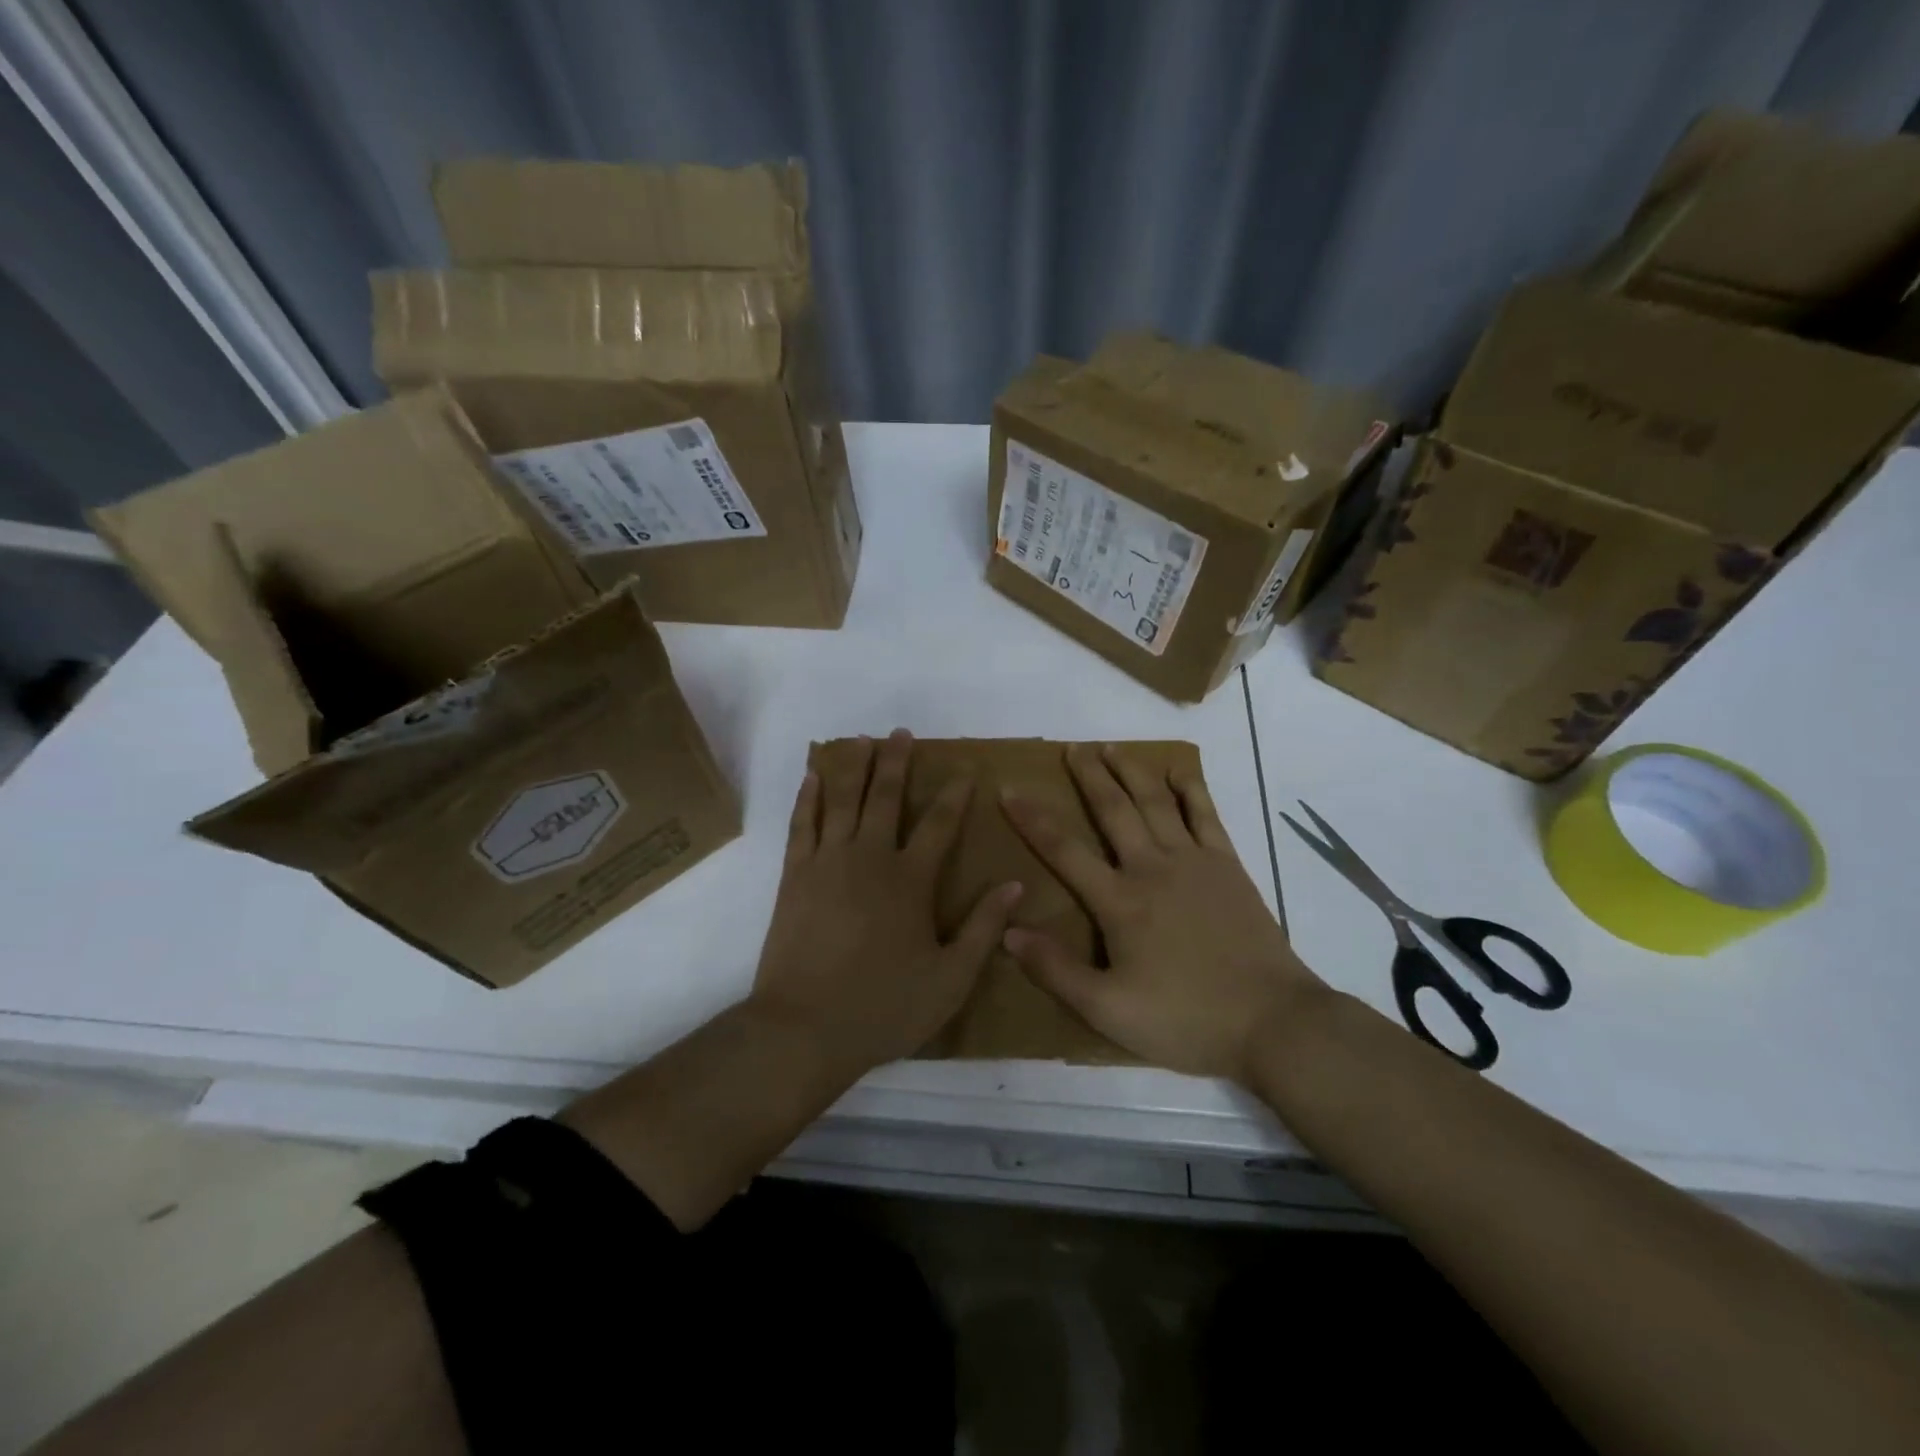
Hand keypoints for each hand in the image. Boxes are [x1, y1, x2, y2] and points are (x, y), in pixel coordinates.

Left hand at [751, 729, 1023, 1075]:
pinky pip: (802, 823)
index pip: (940, 824)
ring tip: (861, 739)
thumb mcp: (951, 978)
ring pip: (842, 799)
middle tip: (902, 733)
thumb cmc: (884, 1006)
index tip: (965, 770)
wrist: (804, 1028)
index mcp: (911, 880)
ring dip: (853, 766)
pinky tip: (812, 776)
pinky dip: (808, 796)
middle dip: (896, 761)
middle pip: (886, 796)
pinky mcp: (795, 875)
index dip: (955, 795)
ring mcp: (828, 862)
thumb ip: (984, 928)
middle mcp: (870, 858)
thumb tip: (1015, 885)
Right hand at [999, 744, 1324, 1081]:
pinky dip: (1190, 789)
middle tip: (1071, 747)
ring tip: (1111, 748)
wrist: (1272, 1022)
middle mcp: (1152, 868)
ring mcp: (1194, 862)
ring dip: (1131, 772)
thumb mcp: (1108, 1010)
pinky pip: (1206, 816)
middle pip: (1113, 811)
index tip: (1009, 790)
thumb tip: (1009, 930)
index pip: (1064, 850)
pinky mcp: (1229, 867)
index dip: (1032, 819)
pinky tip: (1179, 771)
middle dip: (1088, 777)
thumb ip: (1056, 970)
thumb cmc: (1185, 1019)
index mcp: (1120, 902)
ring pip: (1156, 803)